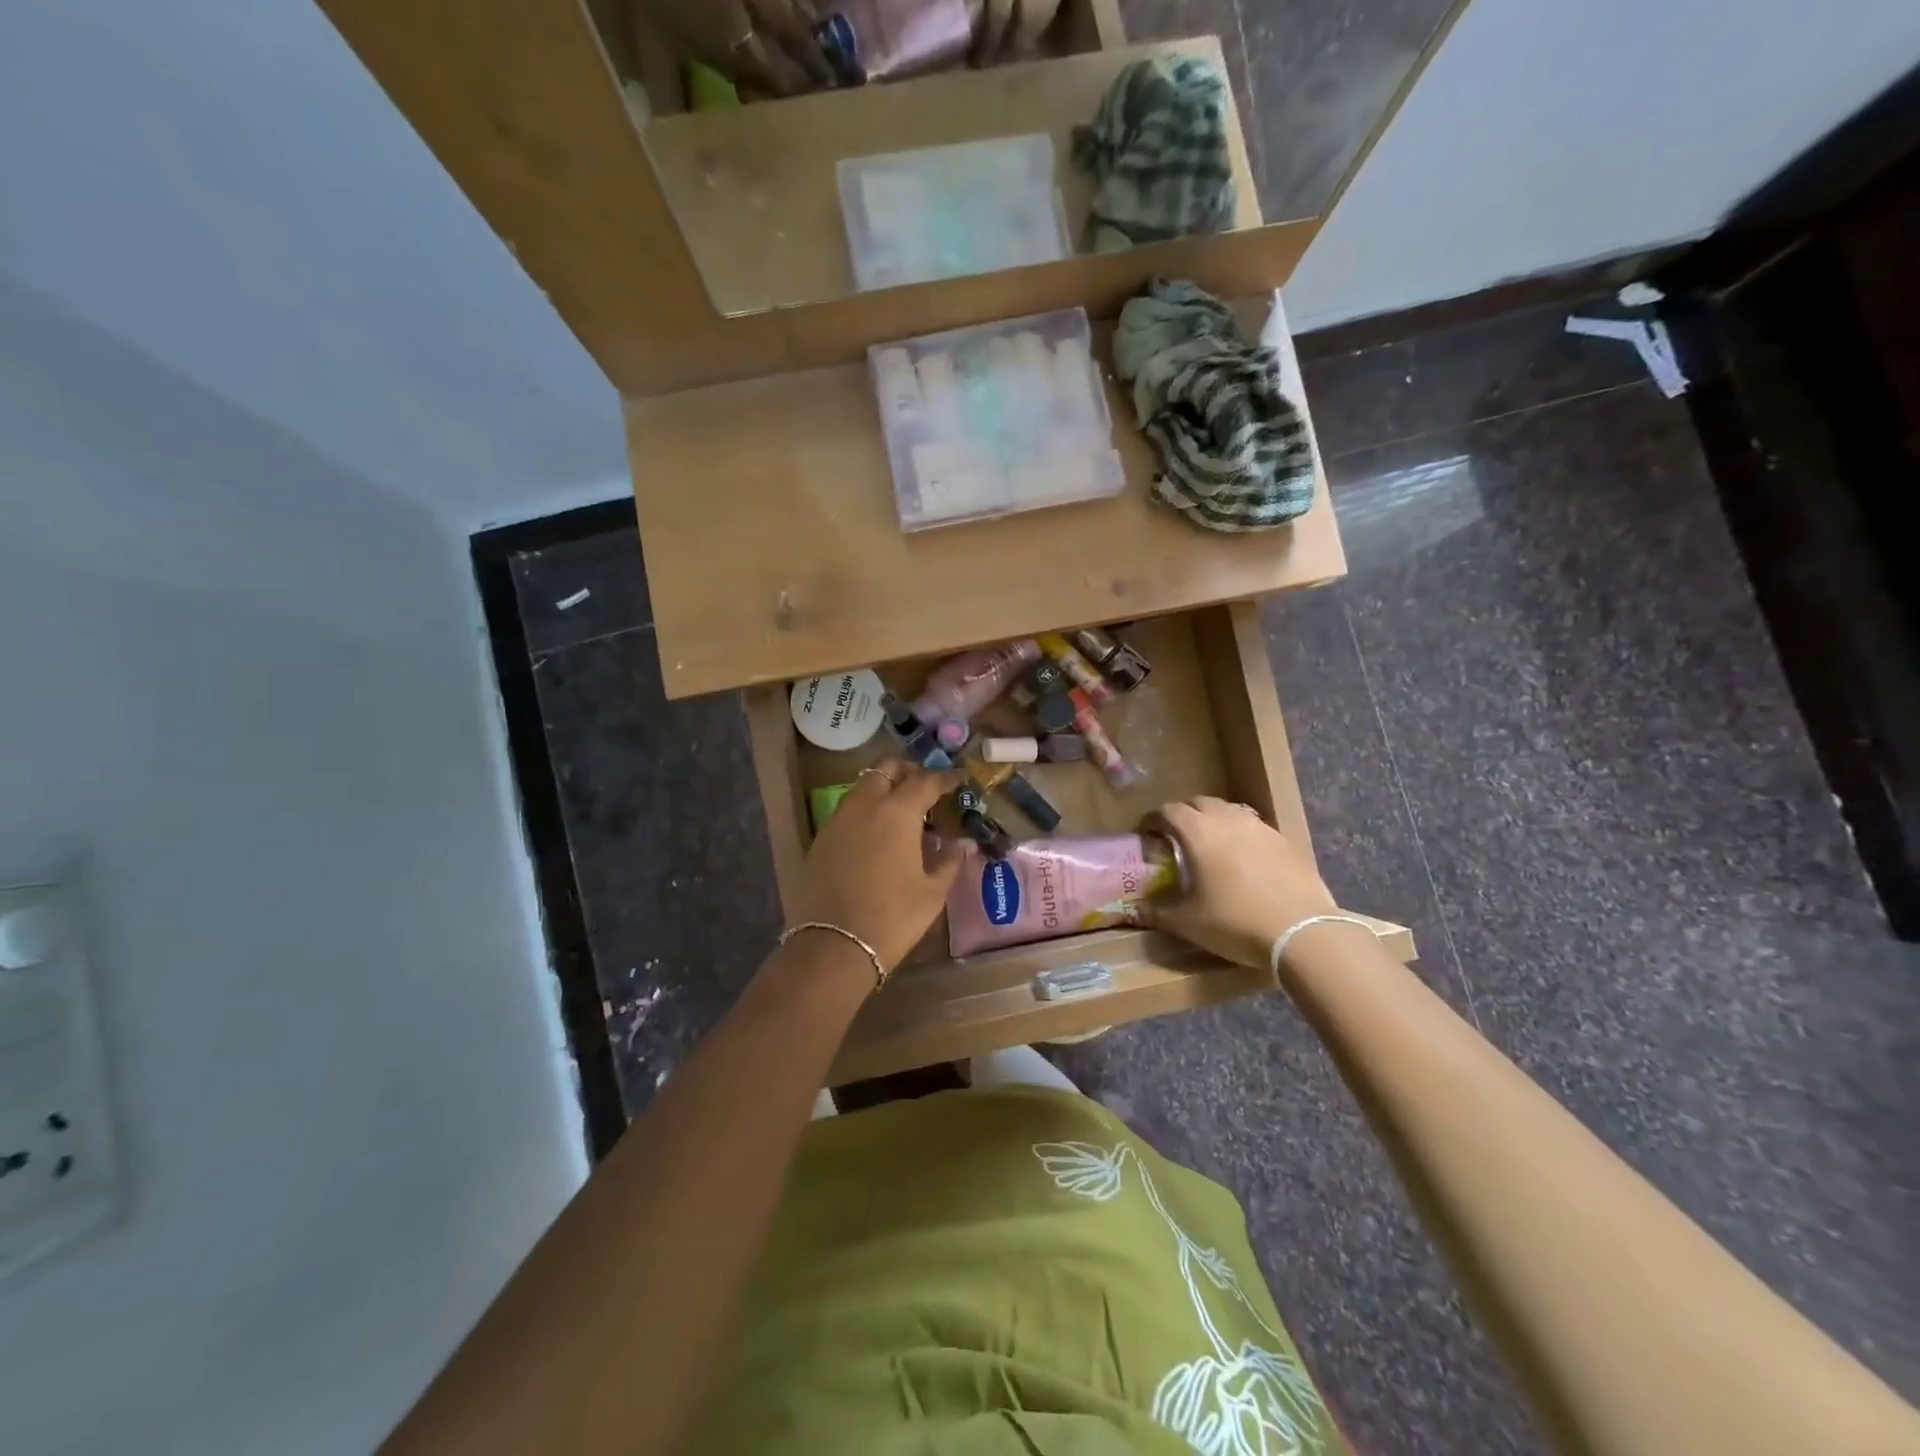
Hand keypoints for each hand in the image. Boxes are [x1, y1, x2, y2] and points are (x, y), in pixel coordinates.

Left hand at [787, 760, 963, 970]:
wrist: (834, 944)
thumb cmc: (893, 916)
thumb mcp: (932, 892)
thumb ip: (949, 861)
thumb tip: (964, 844)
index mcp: (898, 812)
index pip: (926, 781)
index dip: (945, 778)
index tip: (958, 779)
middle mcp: (866, 805)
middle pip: (887, 770)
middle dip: (908, 771)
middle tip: (926, 786)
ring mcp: (839, 819)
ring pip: (863, 787)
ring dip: (884, 787)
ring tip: (902, 809)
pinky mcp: (821, 838)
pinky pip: (848, 810)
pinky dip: (866, 809)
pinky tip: (876, 833)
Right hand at [1135, 797, 1337, 968]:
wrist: (1302, 931)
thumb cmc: (1235, 922)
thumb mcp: (1188, 922)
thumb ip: (1158, 912)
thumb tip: (1137, 910)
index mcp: (1198, 831)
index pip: (1168, 811)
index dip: (1152, 819)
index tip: (1146, 833)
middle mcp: (1227, 819)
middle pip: (1199, 803)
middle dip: (1184, 815)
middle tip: (1176, 837)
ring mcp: (1260, 827)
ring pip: (1229, 811)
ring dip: (1214, 821)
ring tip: (1210, 845)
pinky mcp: (1285, 840)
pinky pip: (1254, 827)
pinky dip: (1241, 835)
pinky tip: (1244, 859)